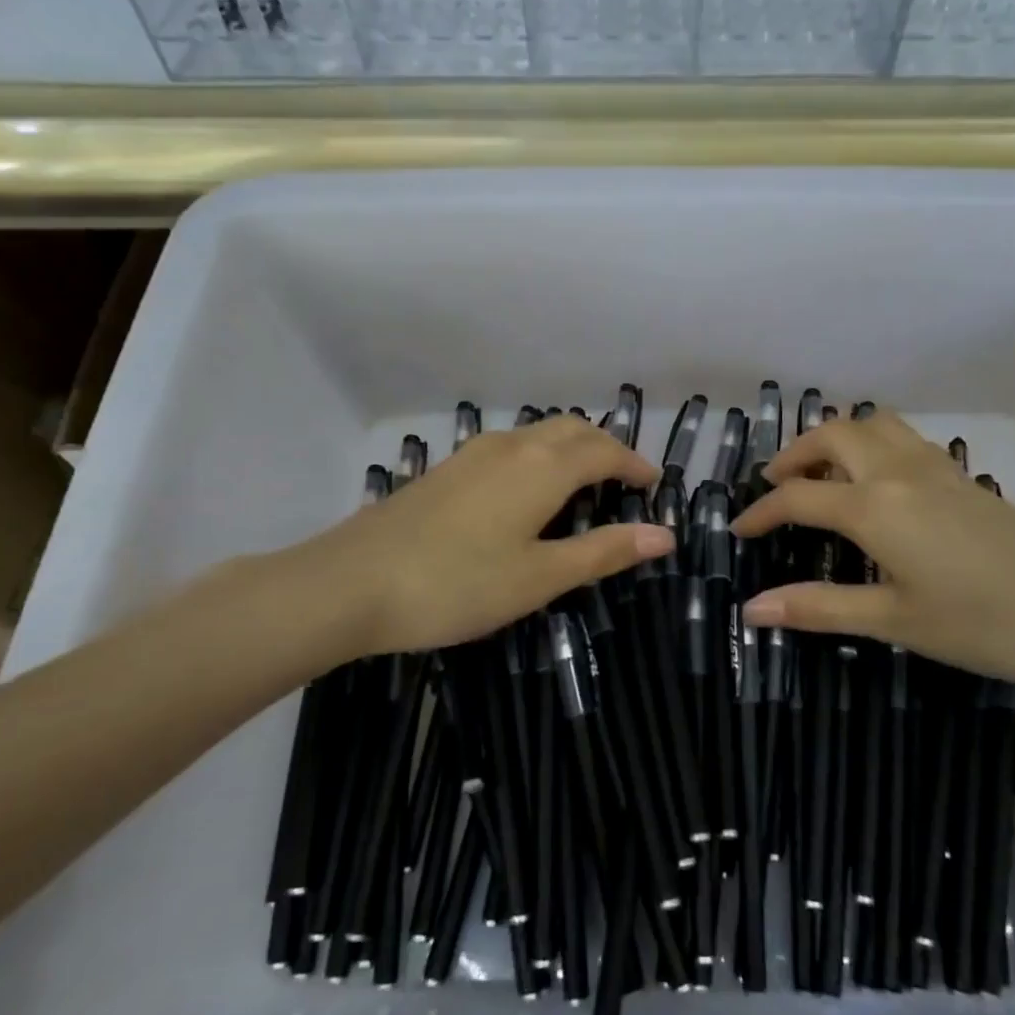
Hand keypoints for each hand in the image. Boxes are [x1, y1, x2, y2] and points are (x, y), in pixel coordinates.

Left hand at [262, 418, 670, 662]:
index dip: (635, 465)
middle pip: (572, 430)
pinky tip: (527, 493)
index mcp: (543, 467)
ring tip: (584, 486)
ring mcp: (473, 454)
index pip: (605, 451)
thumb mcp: (540, 577)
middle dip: (606, 449)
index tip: (654, 486)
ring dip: (571, 449)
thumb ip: (603, 551)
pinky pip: (510, 448)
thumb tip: (665, 535)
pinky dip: (539, 458)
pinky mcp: (447, 470)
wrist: (349, 583)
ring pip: (538, 435)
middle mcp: (511, 446)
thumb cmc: (457, 584)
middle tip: (624, 483)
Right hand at [732, 410, 1014, 685]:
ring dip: (836, 440)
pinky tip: (878, 485)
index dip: (760, 513)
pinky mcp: (965, 478)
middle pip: (832, 434)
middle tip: (775, 488)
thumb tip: (751, 608)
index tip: (738, 532)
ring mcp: (937, 469)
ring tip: (821, 477)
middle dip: (794, 455)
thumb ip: (819, 607)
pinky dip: (873, 445)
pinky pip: (904, 439)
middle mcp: (899, 472)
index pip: (797, 496)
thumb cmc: (987, 623)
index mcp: (874, 506)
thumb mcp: (895, 620)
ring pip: (873, 425)